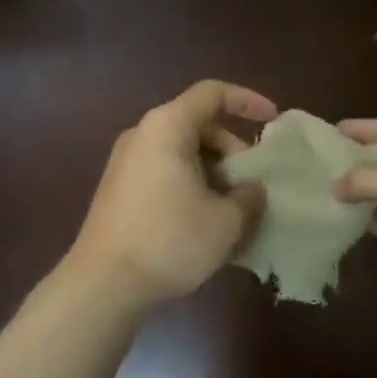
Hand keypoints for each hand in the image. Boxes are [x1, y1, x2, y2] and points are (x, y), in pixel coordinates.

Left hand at [69, 81, 276, 309]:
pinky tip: (206, 221)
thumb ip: (249, 196)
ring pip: (182, 152)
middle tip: (253, 184)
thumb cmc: (170, 241)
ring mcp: (126, 163)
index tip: (274, 121)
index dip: (248, 101)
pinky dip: (192, 185)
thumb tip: (251, 190)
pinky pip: (165, 172)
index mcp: (167, 127)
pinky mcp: (119, 189)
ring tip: (235, 208)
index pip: (213, 93)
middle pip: (198, 124)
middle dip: (233, 149)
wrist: (102, 284)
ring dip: (214, 172)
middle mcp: (143, 135)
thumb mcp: (226, 221)